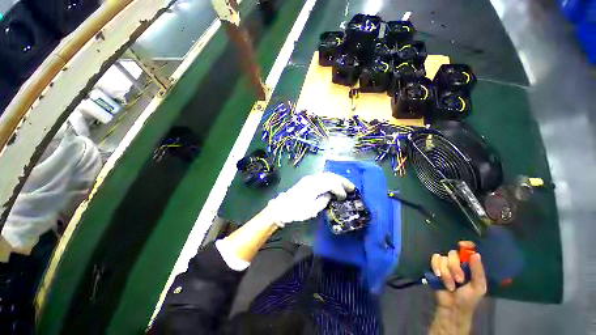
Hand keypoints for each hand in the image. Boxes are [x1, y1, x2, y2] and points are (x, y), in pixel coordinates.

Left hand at [265, 173, 354, 225]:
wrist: (282, 207)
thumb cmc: (296, 211)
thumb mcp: (311, 210)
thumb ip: (323, 201)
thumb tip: (330, 195)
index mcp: (314, 186)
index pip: (332, 183)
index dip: (340, 190)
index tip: (344, 198)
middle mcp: (313, 179)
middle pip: (331, 176)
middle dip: (343, 181)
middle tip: (352, 188)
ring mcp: (310, 178)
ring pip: (327, 175)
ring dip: (337, 179)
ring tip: (345, 185)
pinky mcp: (308, 180)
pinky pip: (323, 177)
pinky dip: (331, 180)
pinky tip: (334, 185)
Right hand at [430, 251, 485, 313]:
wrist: (452, 306)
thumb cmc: (468, 298)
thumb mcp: (478, 286)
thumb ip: (478, 271)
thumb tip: (476, 254)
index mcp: (469, 265)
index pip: (468, 249)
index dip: (465, 245)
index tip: (461, 245)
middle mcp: (457, 262)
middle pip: (453, 253)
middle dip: (455, 267)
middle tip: (459, 280)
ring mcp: (445, 264)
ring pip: (443, 258)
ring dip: (446, 273)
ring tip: (450, 284)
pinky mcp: (435, 266)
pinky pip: (434, 260)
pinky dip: (437, 268)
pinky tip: (439, 277)